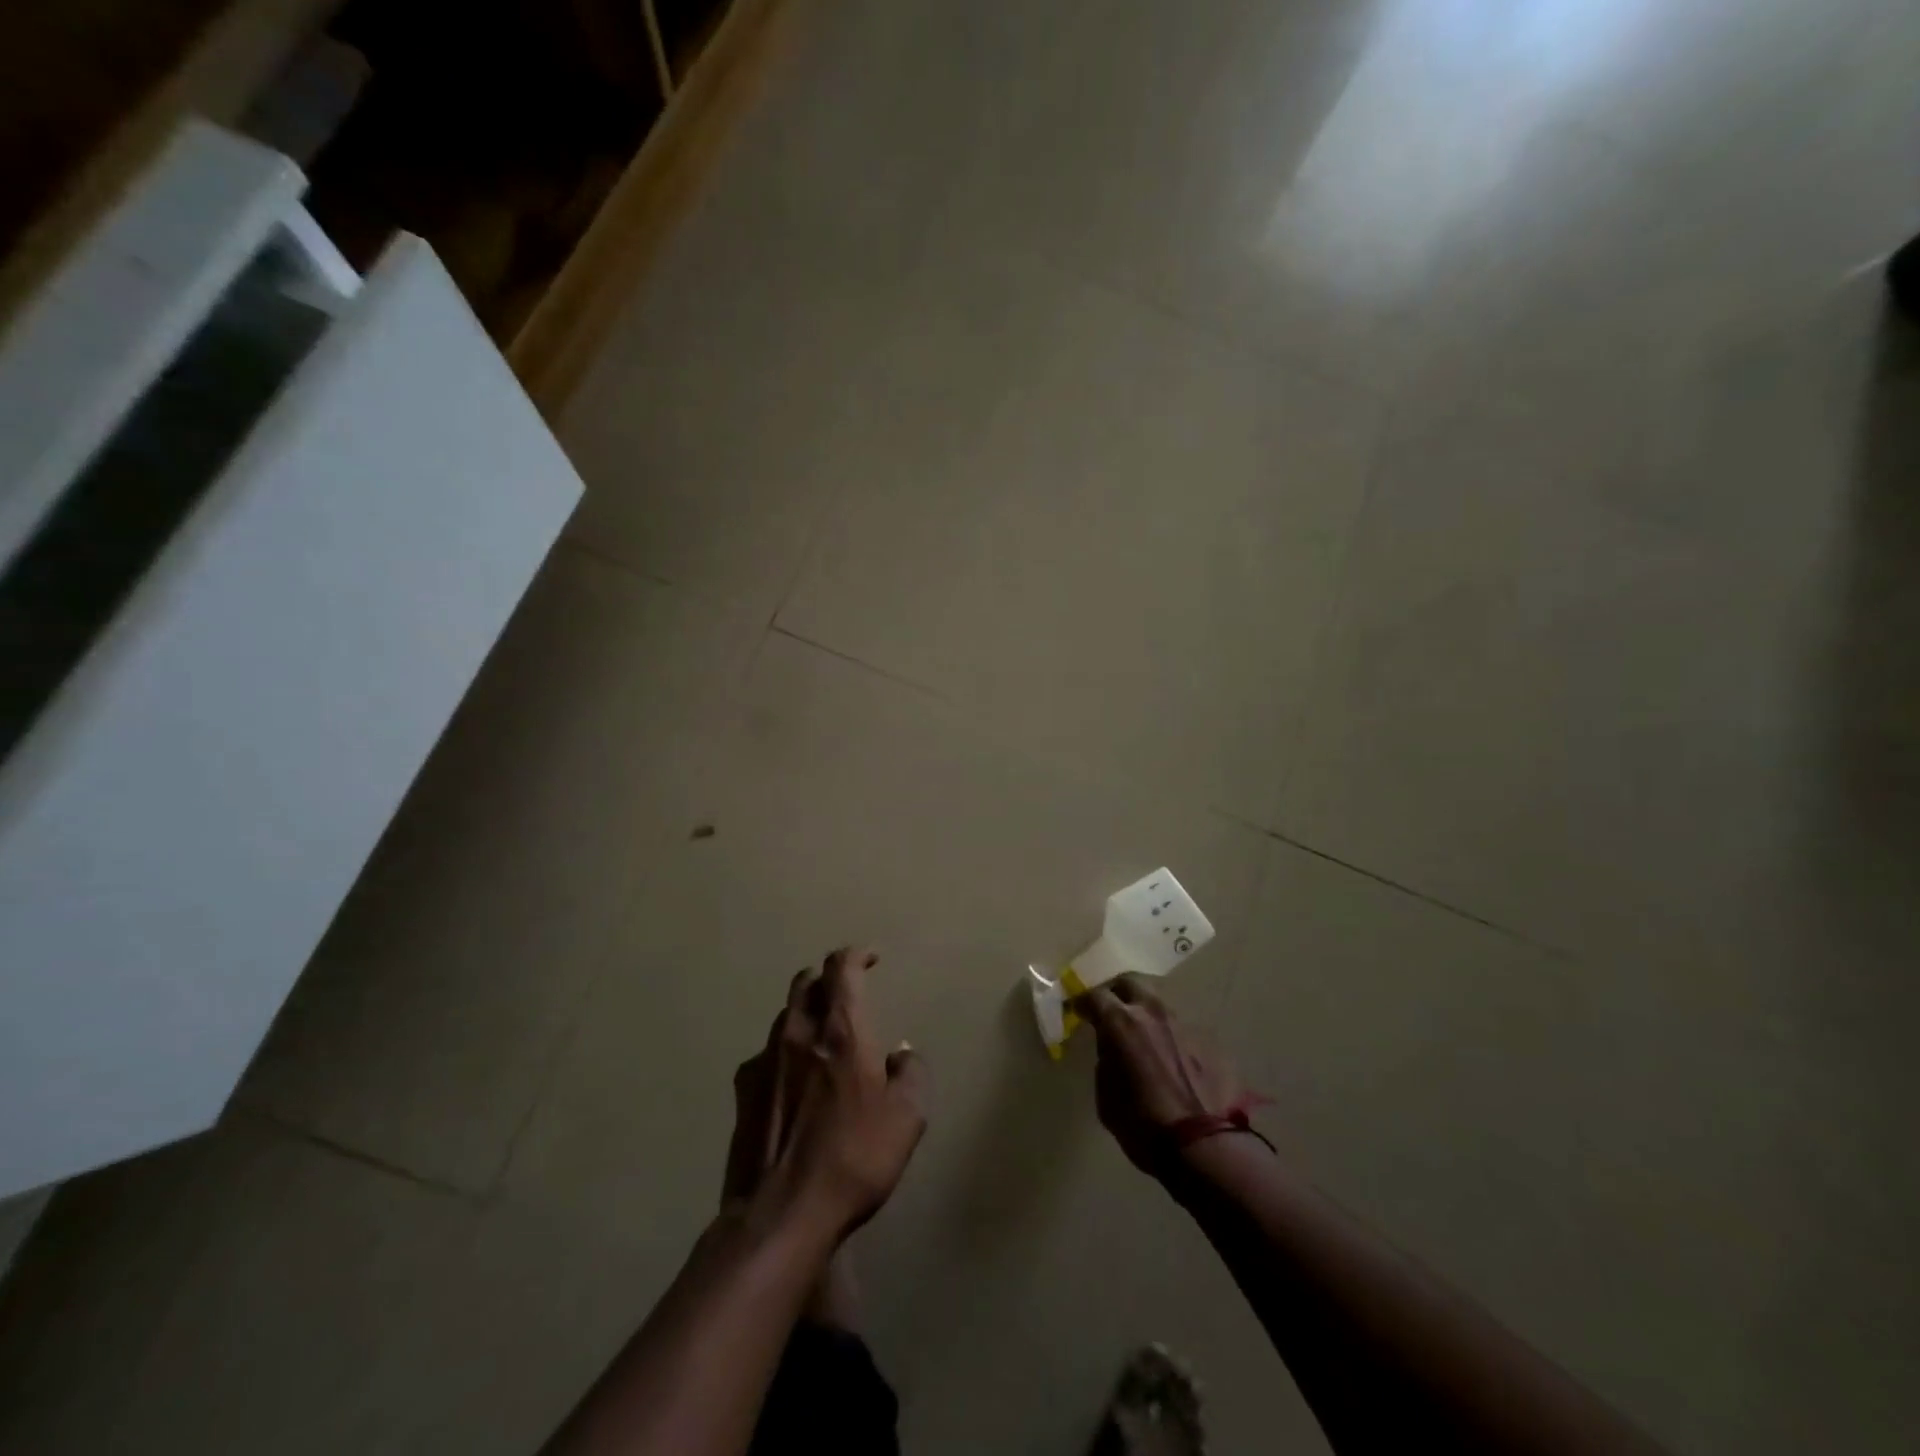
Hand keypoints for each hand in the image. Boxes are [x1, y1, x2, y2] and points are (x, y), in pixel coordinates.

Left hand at [723, 947, 927, 1239]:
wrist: (781, 1215)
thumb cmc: (854, 1158)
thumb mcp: (906, 1118)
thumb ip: (911, 1073)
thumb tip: (901, 1054)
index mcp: (841, 1030)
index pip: (841, 968)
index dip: (856, 955)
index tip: (871, 958)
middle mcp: (798, 1033)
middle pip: (806, 982)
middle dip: (827, 977)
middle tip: (846, 992)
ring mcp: (764, 1061)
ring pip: (784, 1015)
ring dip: (805, 1013)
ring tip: (821, 1036)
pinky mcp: (743, 1093)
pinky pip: (765, 1055)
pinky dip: (783, 1052)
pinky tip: (792, 1080)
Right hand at [1079, 975, 1255, 1177]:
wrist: (1204, 1147)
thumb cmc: (1143, 1125)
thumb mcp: (1106, 1095)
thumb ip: (1106, 1060)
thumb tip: (1112, 1050)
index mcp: (1121, 1022)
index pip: (1094, 995)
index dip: (1083, 1003)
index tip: (1078, 1011)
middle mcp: (1152, 1012)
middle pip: (1130, 982)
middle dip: (1117, 993)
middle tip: (1111, 1010)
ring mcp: (1184, 1023)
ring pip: (1159, 1004)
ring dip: (1146, 1014)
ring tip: (1143, 1036)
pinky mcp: (1209, 1041)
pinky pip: (1182, 1030)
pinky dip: (1170, 1038)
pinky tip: (1171, 1060)